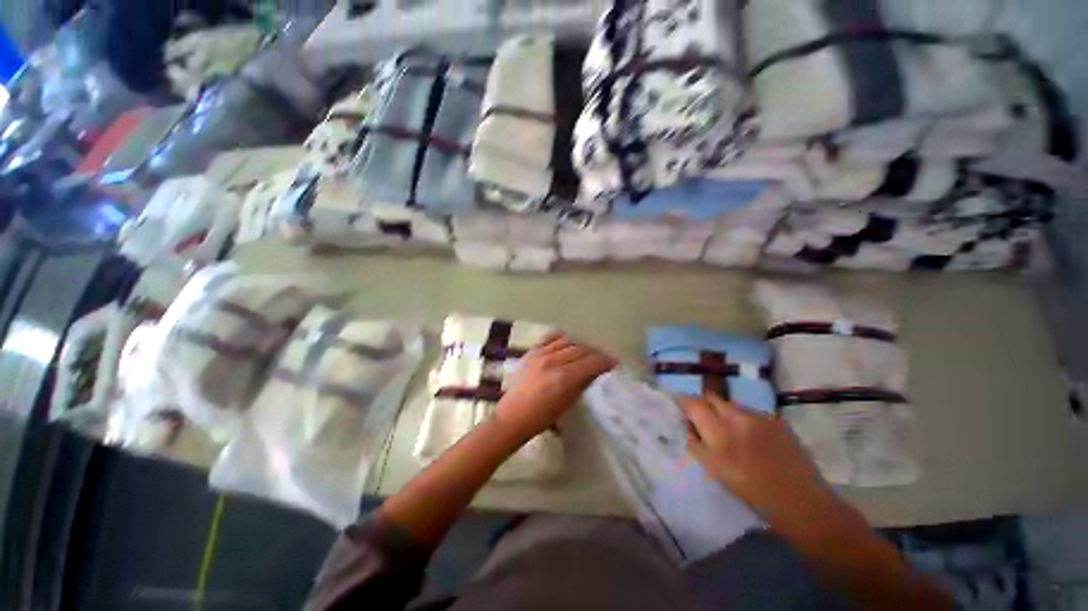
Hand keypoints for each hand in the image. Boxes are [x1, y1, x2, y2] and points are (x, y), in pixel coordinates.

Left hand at [496, 333, 616, 441]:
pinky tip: (567, 342)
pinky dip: (561, 338)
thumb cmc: (542, 417)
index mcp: (564, 378)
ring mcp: (541, 354)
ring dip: (580, 345)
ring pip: (567, 341)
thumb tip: (593, 373)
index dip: (605, 361)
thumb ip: (581, 384)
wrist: (514, 415)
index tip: (613, 362)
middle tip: (601, 357)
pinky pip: (550, 337)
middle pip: (581, 349)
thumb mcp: (567, 403)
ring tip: (585, 351)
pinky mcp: (532, 351)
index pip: (591, 362)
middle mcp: (554, 361)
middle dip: (594, 352)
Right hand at [680, 395, 829, 521]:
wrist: (804, 504)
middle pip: (711, 398)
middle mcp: (738, 420)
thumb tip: (686, 425)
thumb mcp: (716, 472)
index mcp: (720, 436)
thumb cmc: (754, 494)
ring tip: (726, 428)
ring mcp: (760, 418)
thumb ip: (697, 445)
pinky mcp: (776, 420)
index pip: (693, 405)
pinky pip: (749, 412)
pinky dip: (742, 418)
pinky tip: (749, 435)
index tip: (676, 403)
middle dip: (702, 404)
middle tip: (700, 417)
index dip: (682, 400)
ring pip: (730, 404)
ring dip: (722, 410)